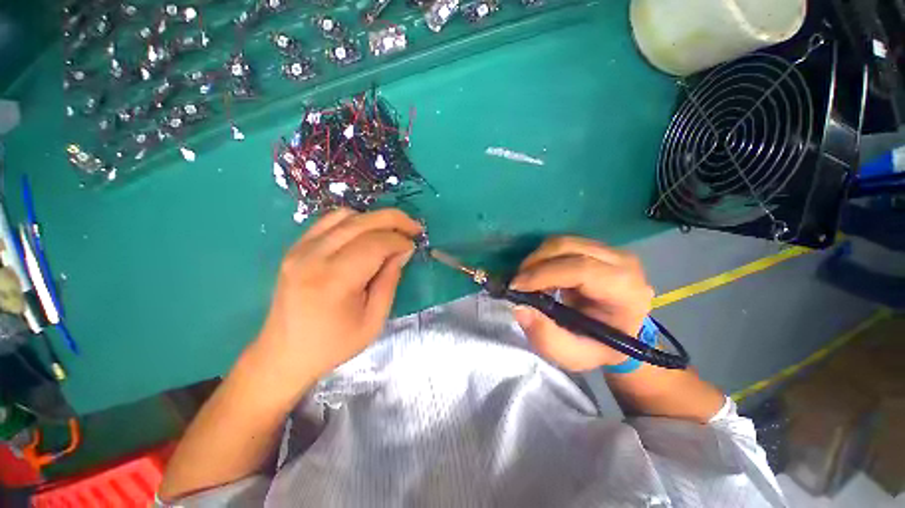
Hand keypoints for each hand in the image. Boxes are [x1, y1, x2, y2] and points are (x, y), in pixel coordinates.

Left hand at [255, 208, 421, 390]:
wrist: (283, 354)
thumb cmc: (333, 345)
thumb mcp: (373, 320)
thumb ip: (389, 281)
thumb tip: (403, 251)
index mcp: (334, 281)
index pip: (375, 244)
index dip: (399, 241)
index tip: (413, 247)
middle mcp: (313, 257)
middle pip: (361, 222)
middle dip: (393, 219)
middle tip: (413, 227)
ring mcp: (299, 250)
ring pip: (345, 216)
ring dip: (374, 219)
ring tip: (391, 231)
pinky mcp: (295, 248)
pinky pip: (328, 221)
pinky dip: (353, 220)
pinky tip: (366, 233)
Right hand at [510, 237, 654, 371]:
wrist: (619, 333)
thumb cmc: (598, 347)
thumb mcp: (573, 355)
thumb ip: (546, 338)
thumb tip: (519, 308)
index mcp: (626, 292)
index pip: (582, 269)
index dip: (544, 274)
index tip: (516, 286)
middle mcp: (623, 263)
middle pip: (569, 247)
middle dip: (535, 262)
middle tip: (517, 283)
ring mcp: (611, 251)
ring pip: (563, 241)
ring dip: (537, 259)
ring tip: (528, 281)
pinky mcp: (598, 247)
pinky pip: (563, 244)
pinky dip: (544, 256)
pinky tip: (540, 275)